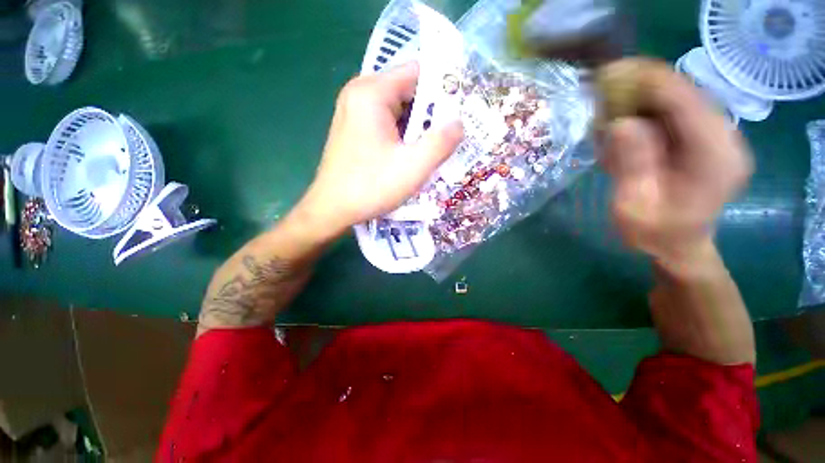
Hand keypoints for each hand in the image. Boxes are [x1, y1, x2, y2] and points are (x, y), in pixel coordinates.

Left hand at [296, 61, 463, 237]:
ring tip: (434, 149)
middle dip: (431, 113)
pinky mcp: (355, 130)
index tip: (461, 110)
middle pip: (408, 91)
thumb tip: (458, 123)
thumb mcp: (413, 167)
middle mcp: (360, 95)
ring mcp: (355, 112)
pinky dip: (403, 136)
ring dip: (418, 128)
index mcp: (372, 93)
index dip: (443, 88)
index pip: (418, 72)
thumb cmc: (370, 187)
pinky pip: (387, 124)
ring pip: (398, 110)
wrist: (331, 210)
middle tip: (451, 135)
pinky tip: (412, 155)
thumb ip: (441, 142)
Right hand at [599, 59, 752, 273]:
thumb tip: (621, 123)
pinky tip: (623, 123)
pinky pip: (673, 111)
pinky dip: (645, 110)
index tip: (608, 74)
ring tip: (607, 107)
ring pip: (676, 98)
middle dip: (640, 85)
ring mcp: (716, 135)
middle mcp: (724, 137)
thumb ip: (631, 165)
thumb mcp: (634, 205)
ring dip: (640, 96)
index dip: (647, 81)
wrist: (678, 245)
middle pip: (683, 92)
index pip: (685, 99)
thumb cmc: (654, 233)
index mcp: (715, 155)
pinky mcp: (703, 137)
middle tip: (600, 89)